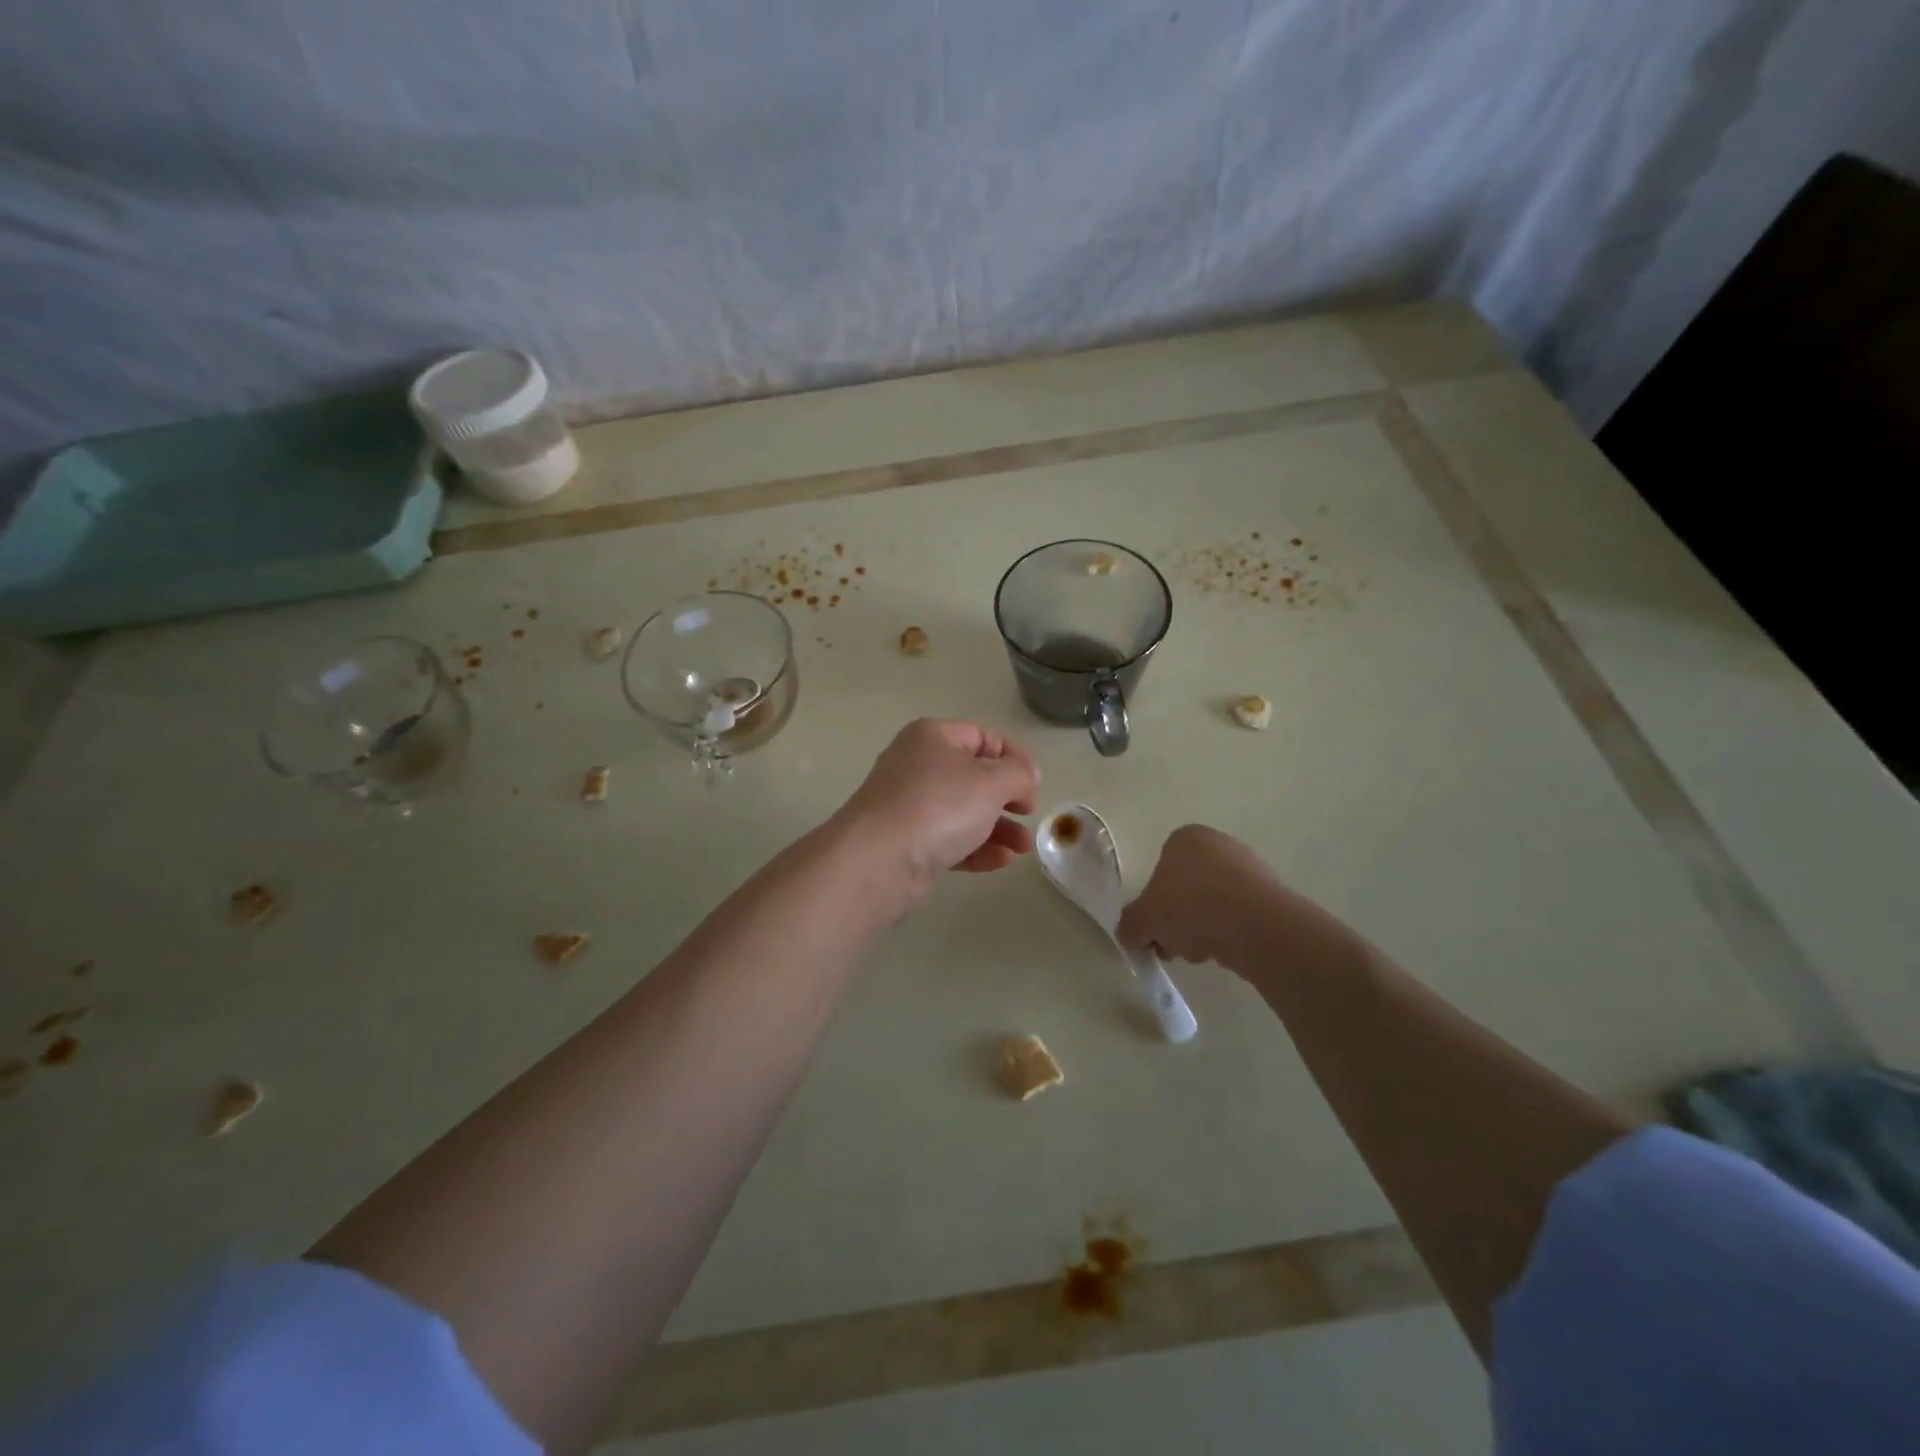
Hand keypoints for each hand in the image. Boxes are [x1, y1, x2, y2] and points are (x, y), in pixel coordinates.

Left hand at [833, 719, 1040, 904]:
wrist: (877, 861)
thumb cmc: (938, 807)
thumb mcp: (991, 782)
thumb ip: (1019, 774)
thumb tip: (1027, 776)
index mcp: (932, 737)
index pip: (983, 737)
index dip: (1015, 757)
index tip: (1035, 785)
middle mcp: (916, 765)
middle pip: (973, 776)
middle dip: (1007, 798)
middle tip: (1028, 815)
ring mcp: (908, 806)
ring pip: (962, 811)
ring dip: (997, 828)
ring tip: (1022, 848)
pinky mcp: (905, 843)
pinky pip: (948, 840)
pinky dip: (975, 848)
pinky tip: (1000, 862)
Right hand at [1117, 825, 1282, 970]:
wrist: (1257, 927)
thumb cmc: (1191, 908)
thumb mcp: (1143, 920)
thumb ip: (1129, 925)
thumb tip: (1129, 933)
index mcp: (1185, 837)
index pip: (1159, 870)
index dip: (1153, 904)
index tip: (1154, 931)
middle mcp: (1218, 844)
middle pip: (1185, 890)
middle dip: (1177, 921)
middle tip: (1175, 946)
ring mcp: (1249, 867)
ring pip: (1211, 905)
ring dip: (1201, 930)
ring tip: (1203, 952)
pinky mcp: (1271, 894)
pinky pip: (1238, 916)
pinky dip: (1229, 933)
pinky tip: (1228, 950)